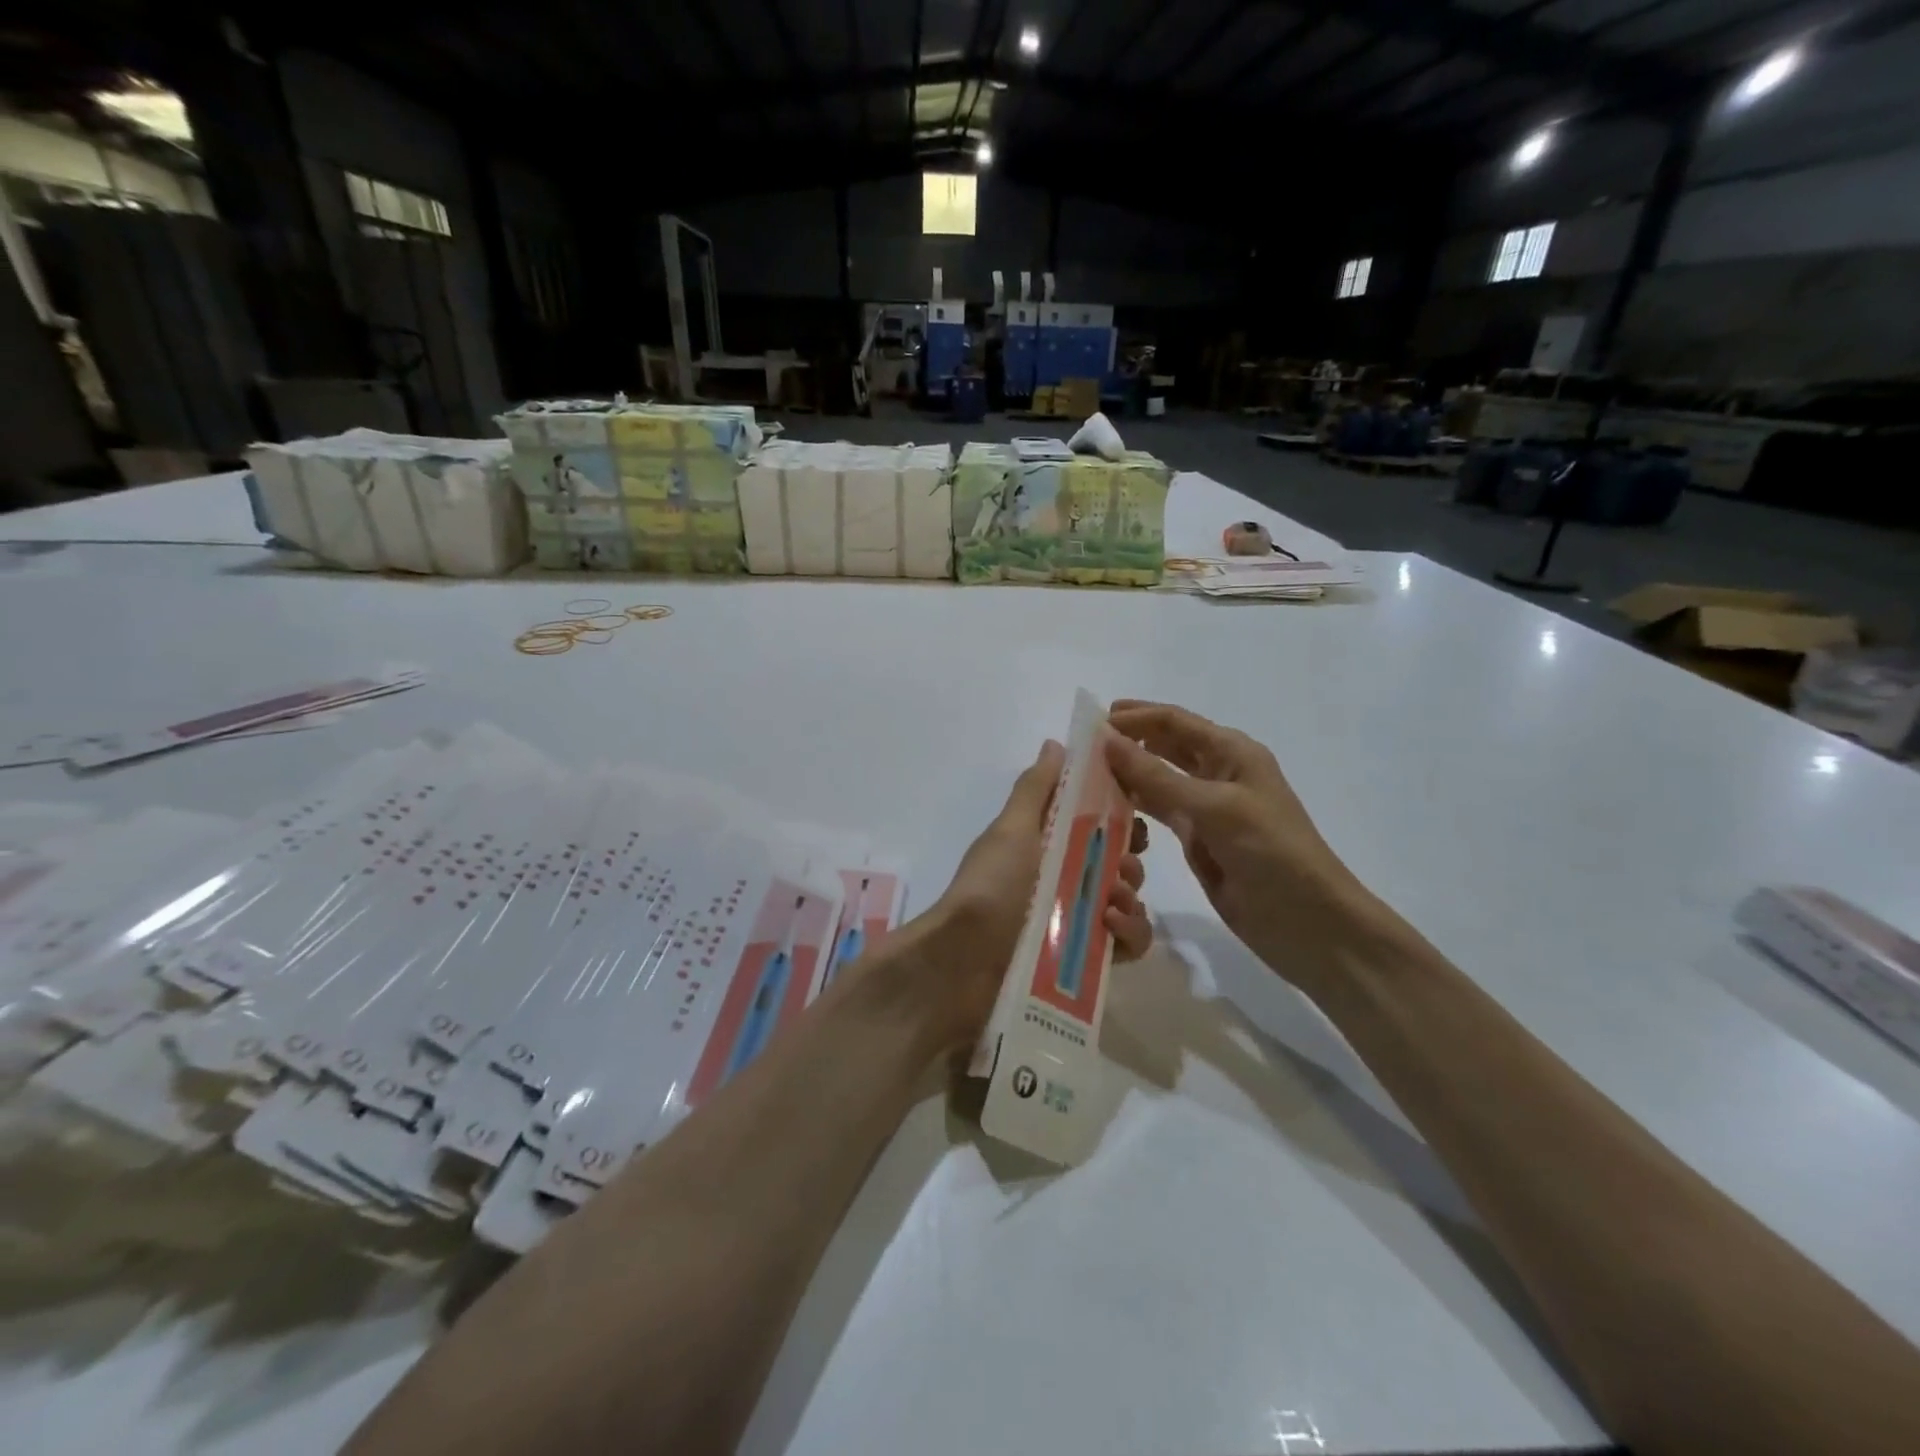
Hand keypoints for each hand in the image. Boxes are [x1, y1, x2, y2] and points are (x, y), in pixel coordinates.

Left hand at [911, 740, 1151, 1046]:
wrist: (963, 962)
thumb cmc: (990, 884)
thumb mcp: (1011, 829)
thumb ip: (1036, 788)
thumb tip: (1056, 744)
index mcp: (1046, 845)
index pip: (1096, 822)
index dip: (1119, 815)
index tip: (1132, 813)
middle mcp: (1064, 881)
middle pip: (1118, 862)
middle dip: (1130, 858)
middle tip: (1121, 864)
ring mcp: (1077, 922)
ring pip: (1129, 901)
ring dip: (1132, 895)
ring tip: (1111, 901)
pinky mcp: (1087, 962)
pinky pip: (1128, 944)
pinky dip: (1130, 932)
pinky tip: (1110, 927)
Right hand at [1104, 701, 1373, 985]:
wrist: (1309, 924)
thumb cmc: (1272, 854)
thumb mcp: (1215, 809)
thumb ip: (1158, 777)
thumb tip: (1107, 741)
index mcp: (1232, 753)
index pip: (1175, 722)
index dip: (1135, 717)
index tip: (1091, 722)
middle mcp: (1218, 773)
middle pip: (1165, 745)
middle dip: (1128, 740)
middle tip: (1082, 746)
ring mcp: (1207, 808)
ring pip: (1158, 779)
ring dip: (1127, 773)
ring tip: (1084, 774)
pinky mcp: (1198, 840)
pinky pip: (1159, 812)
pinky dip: (1134, 806)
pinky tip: (1105, 807)